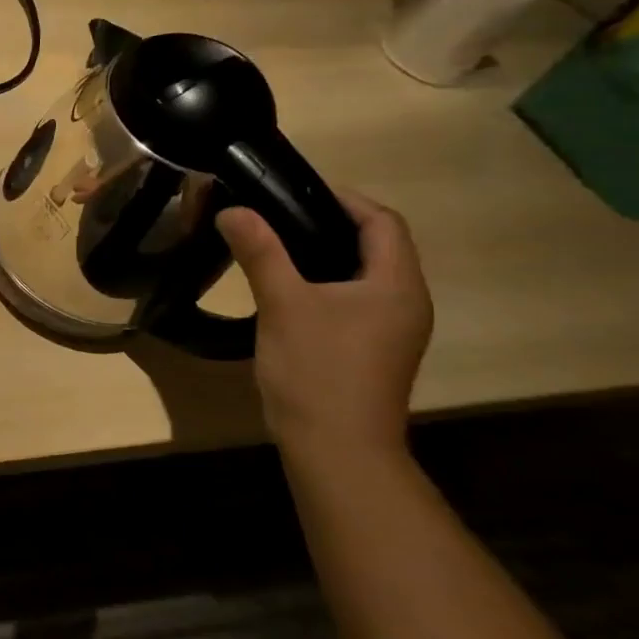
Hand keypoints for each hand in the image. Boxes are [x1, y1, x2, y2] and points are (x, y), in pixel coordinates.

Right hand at [216, 190, 432, 456]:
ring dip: (324, 254)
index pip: (383, 222)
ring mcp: (391, 330)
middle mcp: (405, 302)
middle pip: (375, 246)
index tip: (294, 190)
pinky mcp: (372, 350)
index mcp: (396, 285)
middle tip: (275, 215)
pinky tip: (286, 291)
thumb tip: (233, 209)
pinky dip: (323, 283)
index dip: (344, 199)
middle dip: (329, 224)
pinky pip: (352, 300)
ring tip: (273, 246)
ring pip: (362, 275)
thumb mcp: (284, 304)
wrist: (336, 448)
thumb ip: (261, 252)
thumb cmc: (318, 370)